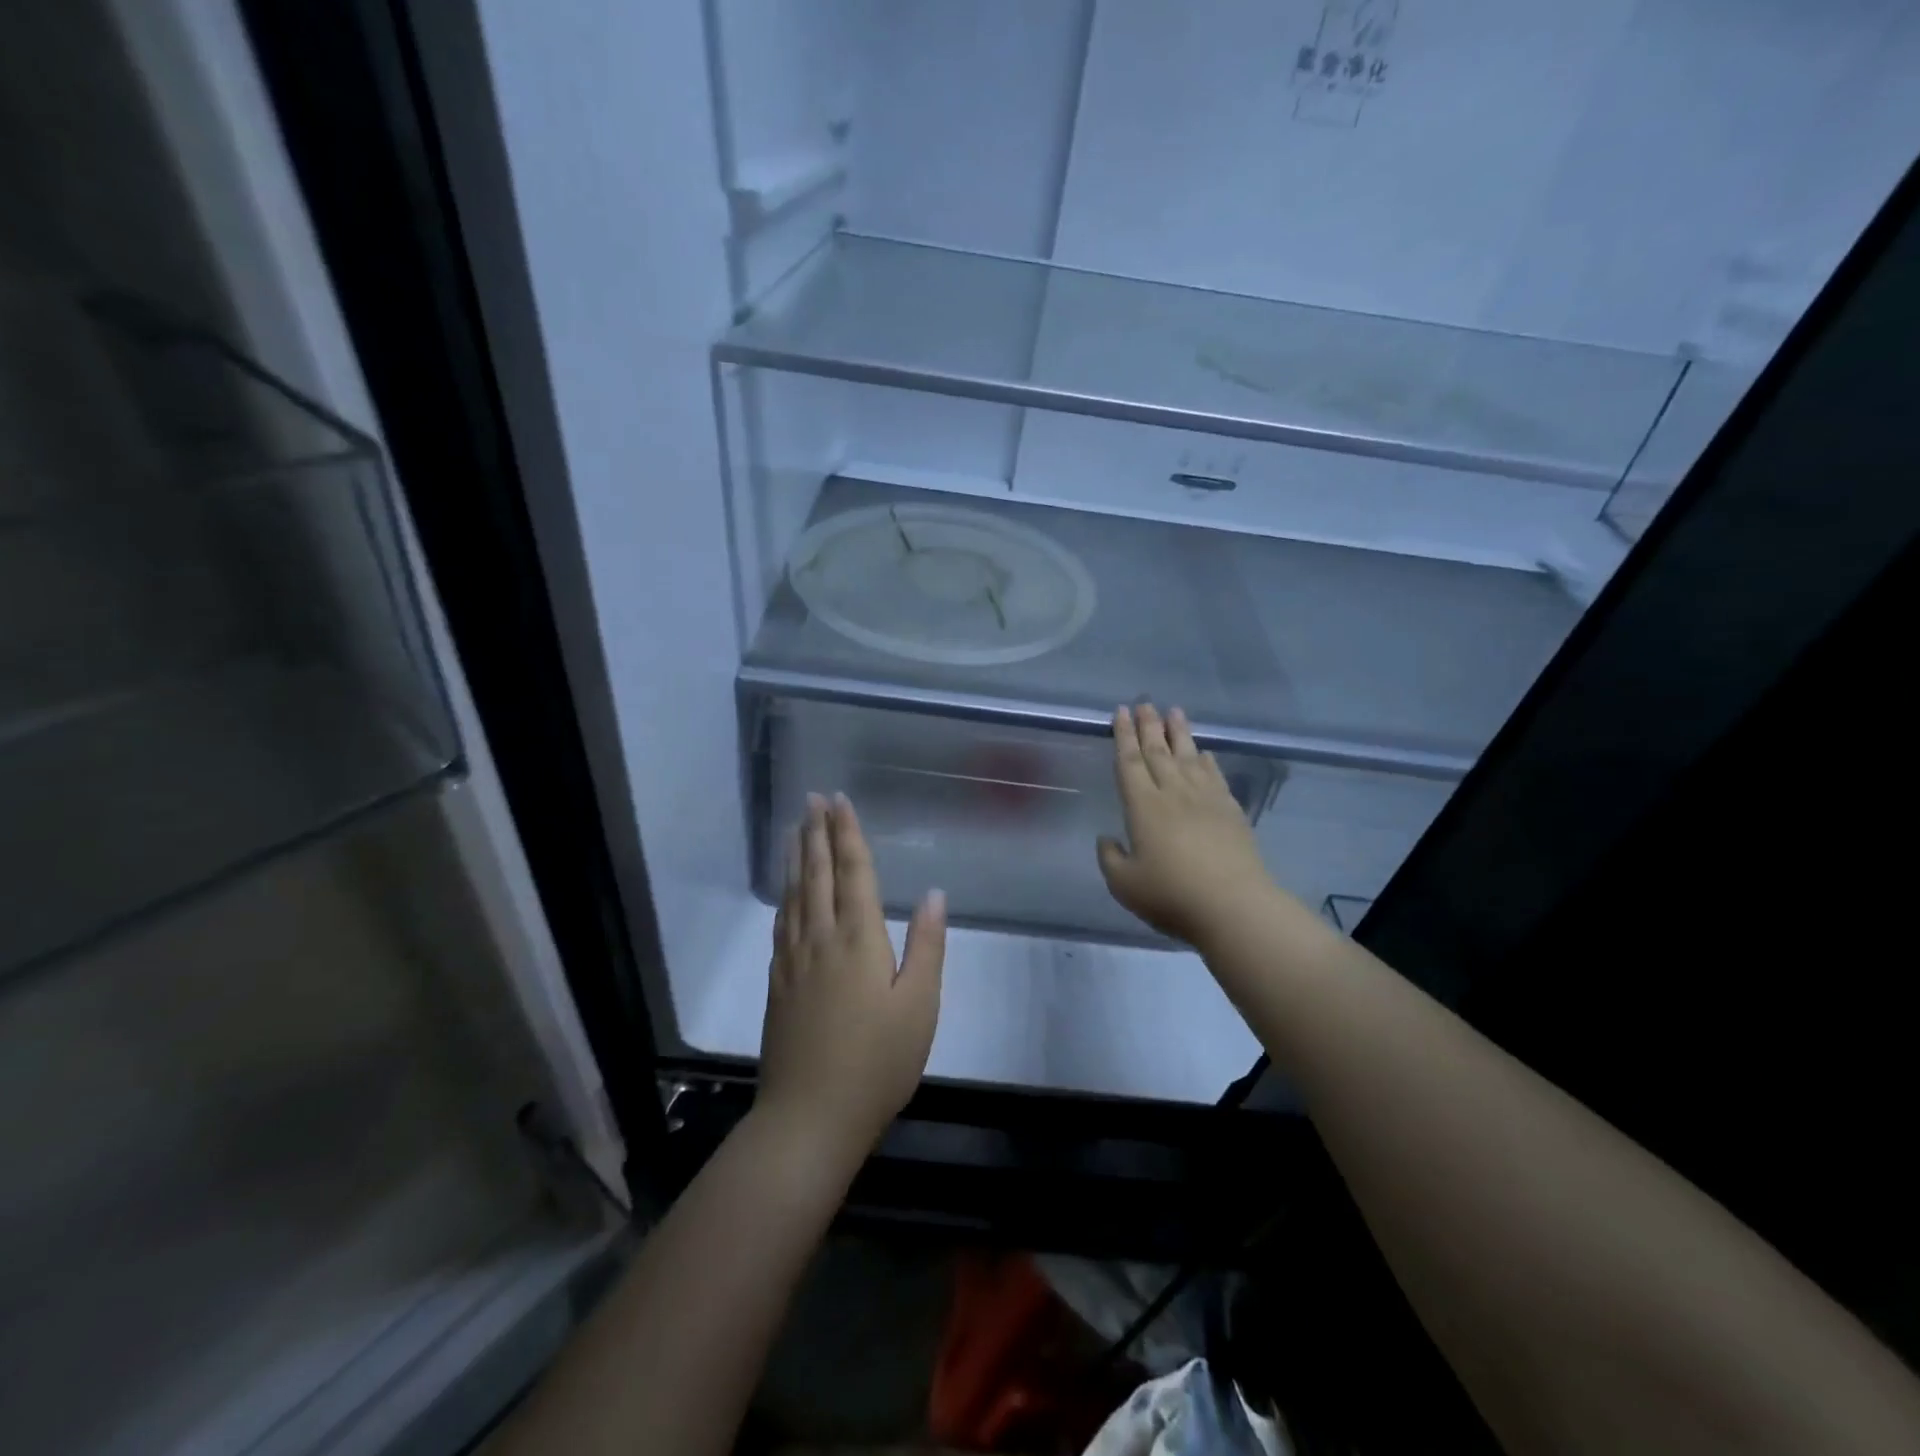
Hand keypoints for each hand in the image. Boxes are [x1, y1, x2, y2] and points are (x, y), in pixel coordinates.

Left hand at [757, 792, 944, 1168]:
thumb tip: (934, 893)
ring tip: (795, 828)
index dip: (847, 834)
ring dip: (796, 856)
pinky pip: (781, 922)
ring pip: (794, 894)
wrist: (809, 1117)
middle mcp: (821, 938)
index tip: (839, 801)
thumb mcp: (919, 1006)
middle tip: (811, 798)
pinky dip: (784, 894)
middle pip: (817, 874)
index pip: (853, 872)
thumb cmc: (877, 1062)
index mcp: (858, 939)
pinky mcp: (778, 981)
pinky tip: (786, 891)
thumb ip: (926, 945)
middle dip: (816, 832)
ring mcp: (793, 959)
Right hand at [1097, 703, 1275, 948]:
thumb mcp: (1124, 884)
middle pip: (1158, 752)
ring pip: (1188, 757)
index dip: (1123, 736)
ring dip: (1179, 733)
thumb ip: (1110, 858)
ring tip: (1174, 711)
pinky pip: (1215, 776)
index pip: (1129, 762)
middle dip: (1149, 726)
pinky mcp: (1230, 811)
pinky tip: (1204, 753)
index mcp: (1143, 806)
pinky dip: (1207, 761)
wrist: (1233, 906)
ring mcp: (1205, 799)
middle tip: (1145, 703)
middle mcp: (1173, 793)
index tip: (1121, 712)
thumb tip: (1108, 839)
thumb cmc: (1171, 895)